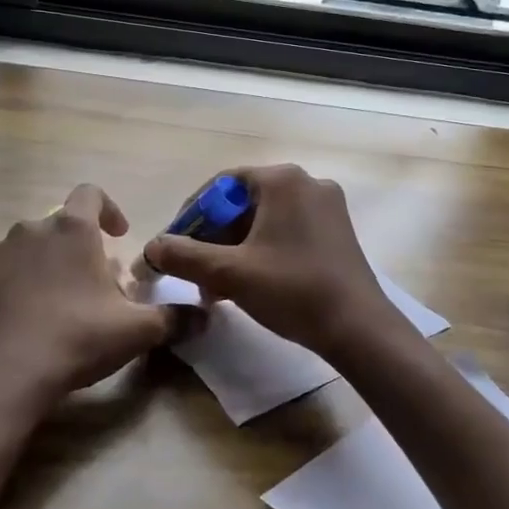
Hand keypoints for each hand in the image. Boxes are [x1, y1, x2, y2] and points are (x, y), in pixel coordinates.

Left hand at [0, 184, 179, 402]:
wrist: (5, 375)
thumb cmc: (78, 340)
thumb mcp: (137, 331)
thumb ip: (175, 318)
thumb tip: (206, 315)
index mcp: (72, 230)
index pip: (91, 195)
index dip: (107, 210)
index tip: (117, 236)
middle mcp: (28, 229)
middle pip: (55, 228)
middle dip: (71, 250)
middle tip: (84, 288)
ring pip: (17, 251)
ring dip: (33, 268)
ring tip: (42, 308)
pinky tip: (5, 320)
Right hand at [143, 164, 395, 358]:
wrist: (359, 329)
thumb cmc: (292, 290)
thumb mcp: (229, 273)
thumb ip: (183, 256)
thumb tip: (150, 248)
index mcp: (282, 180)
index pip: (220, 186)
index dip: (191, 216)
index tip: (174, 246)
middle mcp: (306, 182)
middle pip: (242, 203)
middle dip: (213, 238)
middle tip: (195, 271)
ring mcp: (327, 206)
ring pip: (264, 220)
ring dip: (234, 249)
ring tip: (216, 286)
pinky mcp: (336, 231)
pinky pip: (286, 231)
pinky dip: (262, 251)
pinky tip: (249, 283)